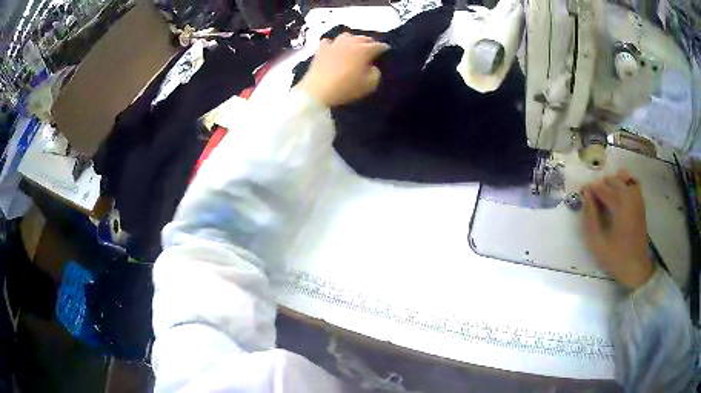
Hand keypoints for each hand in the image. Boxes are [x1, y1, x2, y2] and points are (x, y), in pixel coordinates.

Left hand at [295, 33, 389, 106]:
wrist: (317, 91)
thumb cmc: (346, 88)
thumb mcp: (369, 85)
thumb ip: (375, 74)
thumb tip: (372, 67)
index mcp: (364, 50)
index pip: (378, 46)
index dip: (384, 48)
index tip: (387, 50)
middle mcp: (350, 43)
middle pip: (363, 38)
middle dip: (369, 42)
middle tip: (372, 48)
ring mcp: (334, 44)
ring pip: (346, 36)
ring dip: (353, 39)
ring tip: (354, 45)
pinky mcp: (321, 50)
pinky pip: (328, 42)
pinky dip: (333, 44)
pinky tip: (333, 49)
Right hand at [582, 170, 653, 290]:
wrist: (636, 267)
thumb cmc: (616, 257)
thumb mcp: (597, 242)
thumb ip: (590, 217)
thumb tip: (586, 196)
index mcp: (619, 204)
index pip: (600, 187)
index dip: (589, 189)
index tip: (581, 194)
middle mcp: (629, 195)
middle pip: (611, 180)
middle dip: (599, 186)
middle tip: (591, 200)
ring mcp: (637, 197)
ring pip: (622, 178)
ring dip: (611, 184)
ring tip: (604, 197)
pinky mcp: (640, 202)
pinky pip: (632, 183)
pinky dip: (624, 183)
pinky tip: (618, 193)